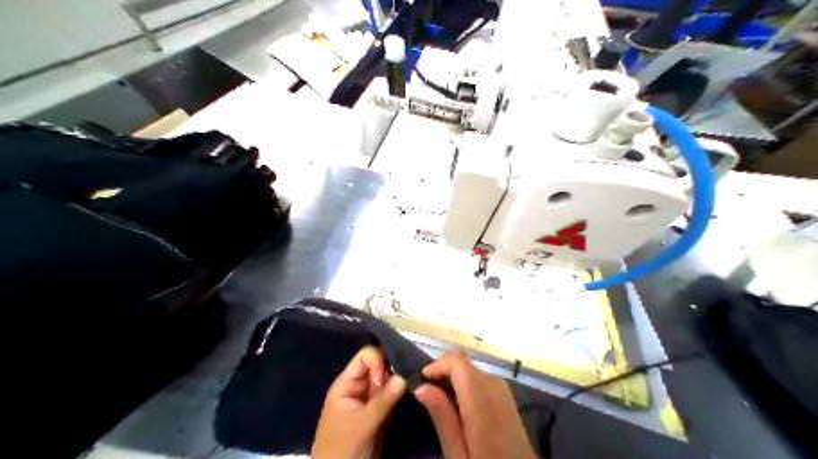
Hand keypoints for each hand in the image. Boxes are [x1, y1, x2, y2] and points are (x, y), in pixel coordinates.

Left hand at [313, 347, 406, 455]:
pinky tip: (412, 394)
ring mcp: (370, 398)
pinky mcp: (380, 410)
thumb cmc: (343, 448)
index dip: (379, 361)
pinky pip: (393, 394)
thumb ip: (383, 399)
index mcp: (347, 383)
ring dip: (400, 381)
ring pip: (388, 379)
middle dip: (394, 368)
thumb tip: (405, 376)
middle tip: (408, 381)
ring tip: (413, 387)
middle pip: (379, 364)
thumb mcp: (362, 424)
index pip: (366, 356)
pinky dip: (402, 393)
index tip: (386, 379)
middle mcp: (360, 386)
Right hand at [416, 348, 538, 458]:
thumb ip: (442, 417)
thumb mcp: (458, 453)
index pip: (458, 360)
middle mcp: (494, 386)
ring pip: (471, 369)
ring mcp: (504, 389)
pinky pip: (481, 378)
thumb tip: (421, 387)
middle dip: (443, 372)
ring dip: (454, 378)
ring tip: (442, 404)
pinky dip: (467, 384)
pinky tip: (461, 407)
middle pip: (464, 363)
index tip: (423, 381)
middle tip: (429, 396)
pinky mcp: (507, 396)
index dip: (437, 364)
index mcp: (481, 399)